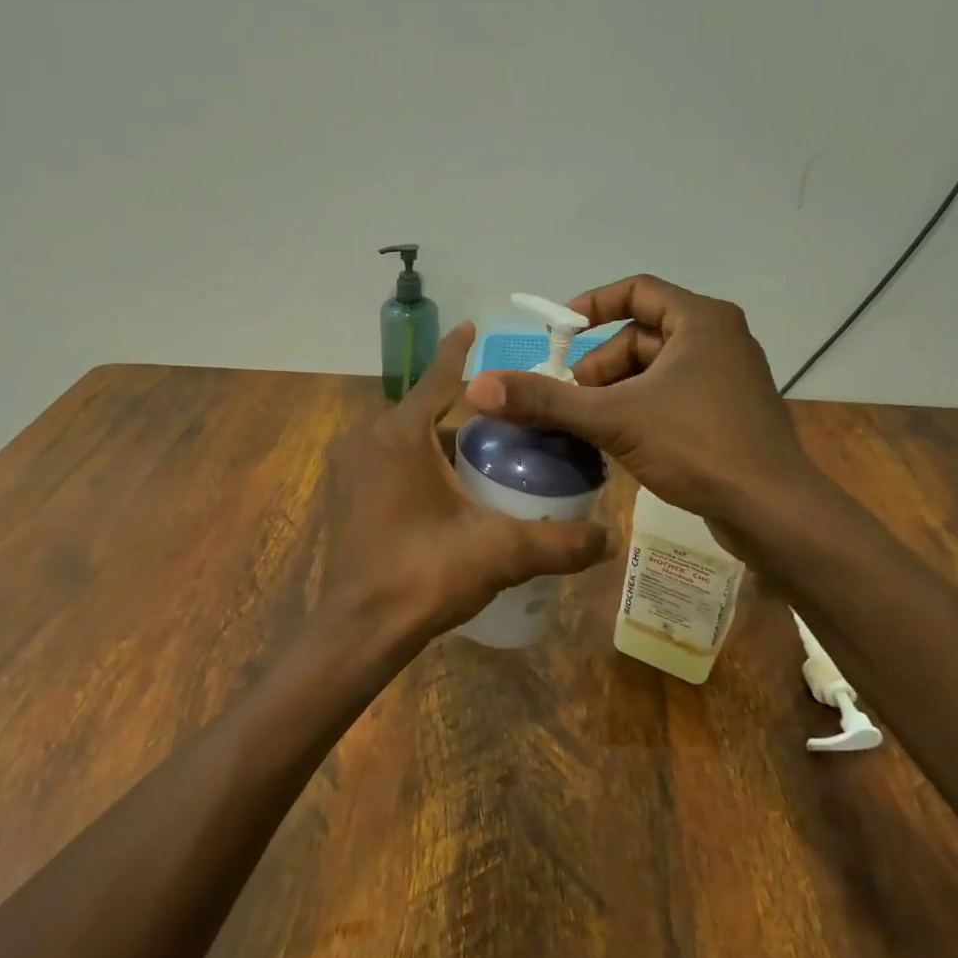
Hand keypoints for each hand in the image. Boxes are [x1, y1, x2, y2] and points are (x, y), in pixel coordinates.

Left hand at [318, 322, 615, 656]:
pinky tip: (450, 492)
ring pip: (406, 442)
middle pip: (425, 413)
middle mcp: (367, 441)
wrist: (360, 629)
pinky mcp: (346, 496)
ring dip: (441, 444)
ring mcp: (350, 469)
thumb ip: (559, 542)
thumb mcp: (500, 553)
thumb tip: (611, 538)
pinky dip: (418, 466)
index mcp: (400, 436)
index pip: (437, 379)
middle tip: (510, 426)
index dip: (458, 352)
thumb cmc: (424, 575)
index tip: (473, 327)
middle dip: (465, 415)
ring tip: (487, 460)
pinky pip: (389, 465)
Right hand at [464, 276, 830, 558]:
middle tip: (570, 399)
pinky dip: (638, 409)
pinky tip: (618, 442)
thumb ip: (546, 401)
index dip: (591, 306)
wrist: (772, 510)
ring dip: (614, 392)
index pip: (637, 291)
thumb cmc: (697, 446)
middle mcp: (718, 339)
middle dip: (598, 365)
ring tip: (588, 426)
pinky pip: (670, 396)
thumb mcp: (613, 419)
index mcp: (701, 320)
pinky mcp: (727, 413)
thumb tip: (478, 387)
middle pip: (640, 336)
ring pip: (653, 371)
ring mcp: (726, 378)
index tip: (557, 336)